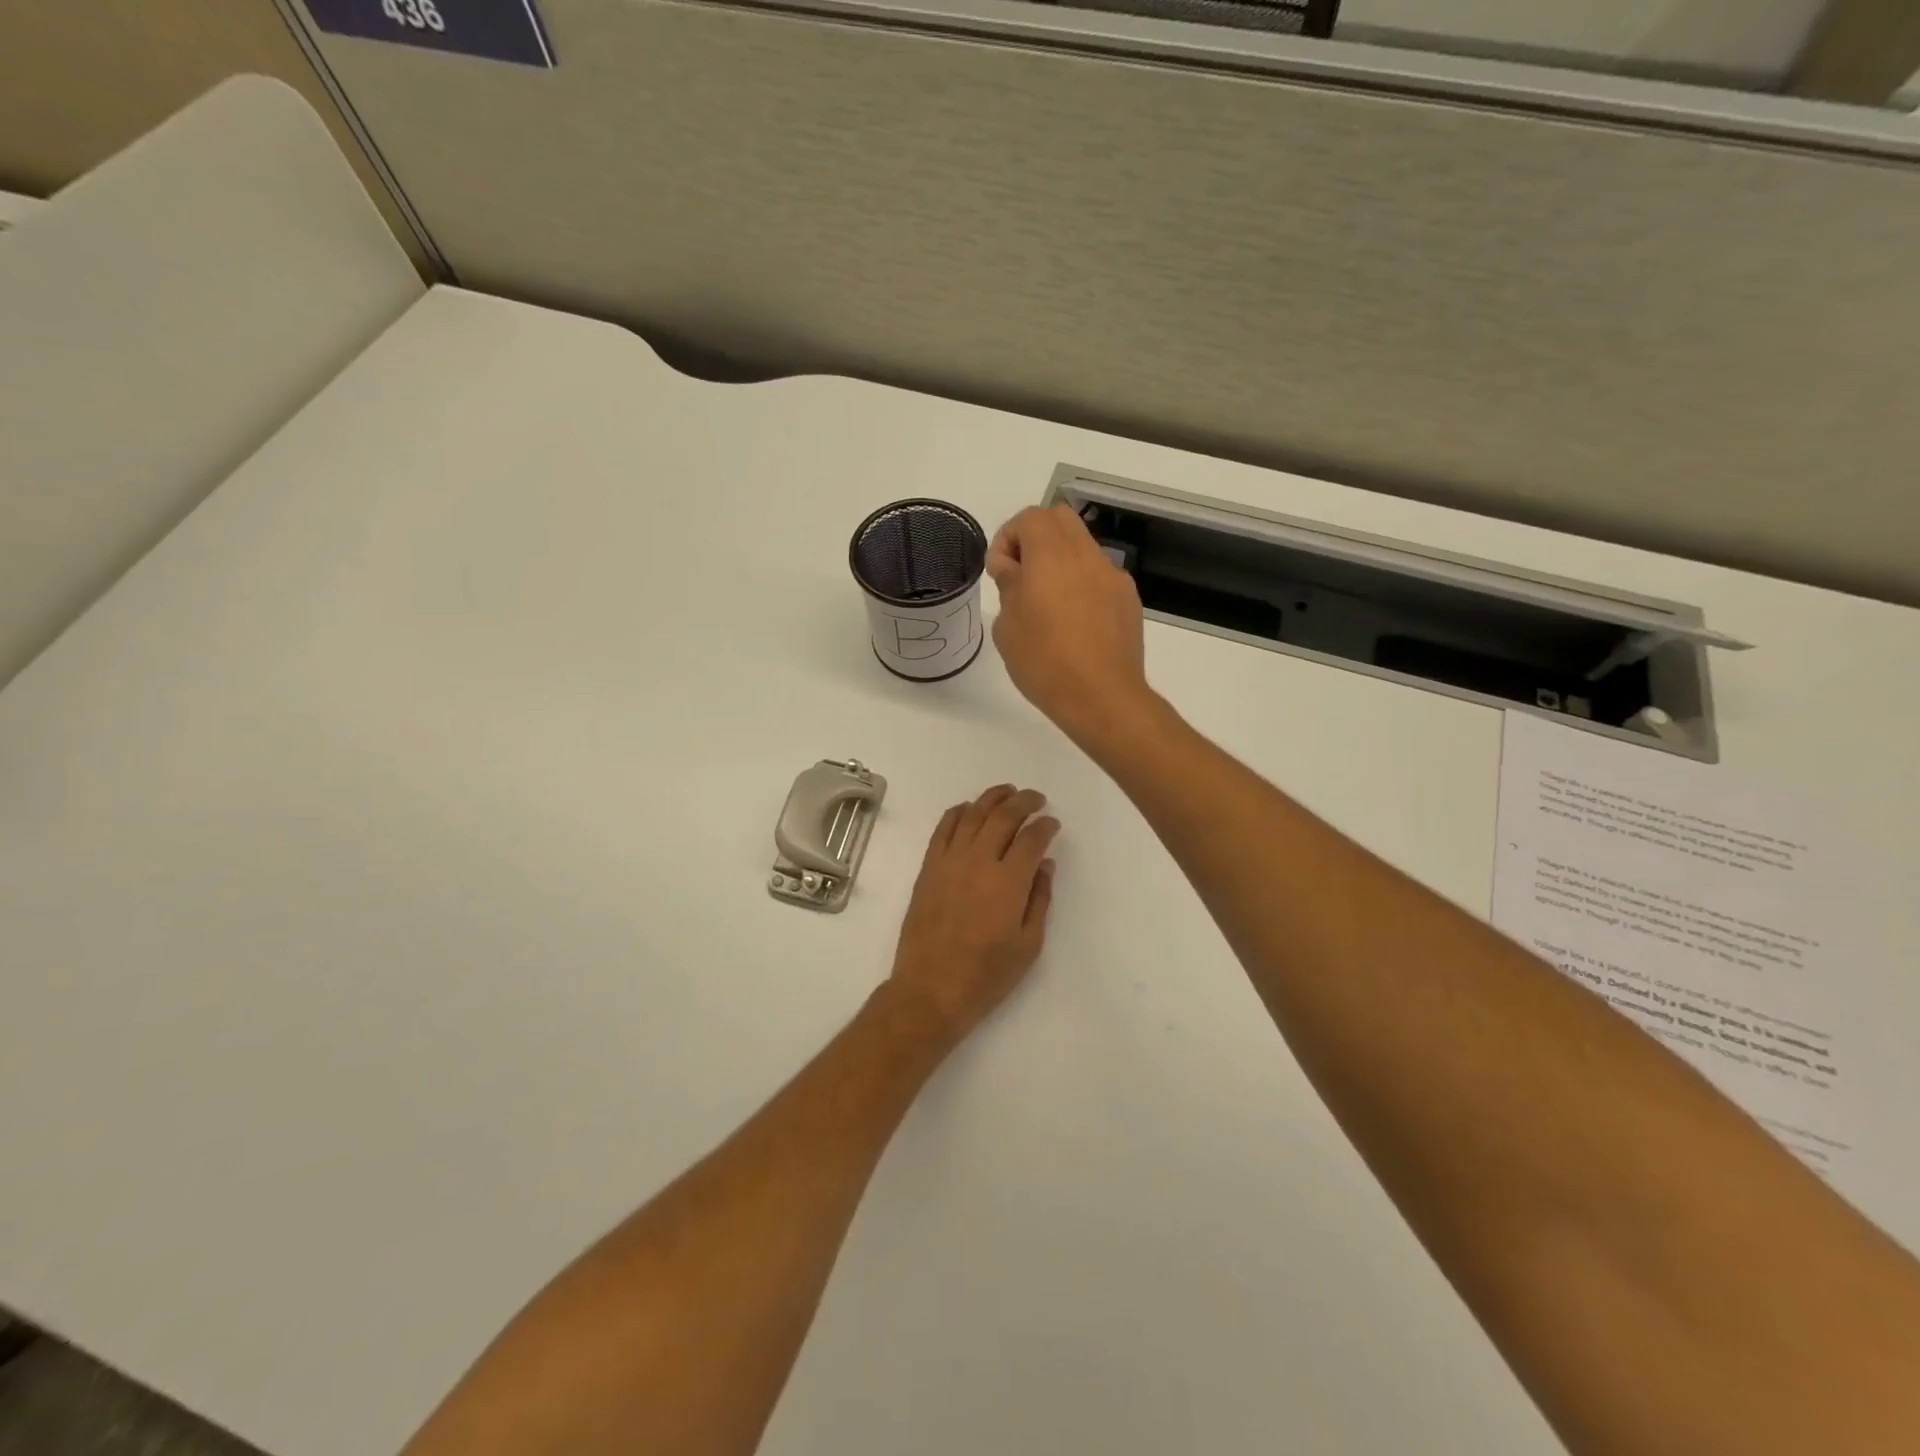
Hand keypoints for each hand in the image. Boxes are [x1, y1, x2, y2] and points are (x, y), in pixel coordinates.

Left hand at [886, 785, 1059, 1046]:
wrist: (931, 989)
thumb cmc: (987, 974)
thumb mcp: (1029, 944)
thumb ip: (1040, 899)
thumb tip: (1045, 864)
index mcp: (1009, 881)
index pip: (1032, 839)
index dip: (1045, 826)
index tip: (1053, 823)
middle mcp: (979, 861)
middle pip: (1003, 817)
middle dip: (1023, 802)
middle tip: (1036, 799)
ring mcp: (949, 861)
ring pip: (972, 815)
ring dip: (992, 798)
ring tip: (1007, 792)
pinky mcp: (928, 868)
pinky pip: (943, 829)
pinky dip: (958, 812)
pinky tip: (968, 809)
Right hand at [987, 504, 1153, 750]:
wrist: (1101, 697)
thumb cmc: (1044, 662)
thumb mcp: (1008, 626)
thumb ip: (1009, 586)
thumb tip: (1012, 568)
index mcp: (1052, 555)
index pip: (1030, 518)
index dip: (1007, 538)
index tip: (999, 572)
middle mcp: (1086, 555)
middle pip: (1060, 519)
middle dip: (1035, 538)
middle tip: (1021, 575)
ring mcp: (1113, 576)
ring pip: (1082, 546)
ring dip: (1060, 560)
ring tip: (1047, 602)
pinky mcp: (1128, 599)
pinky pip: (1099, 575)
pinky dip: (1081, 583)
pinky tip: (1075, 621)